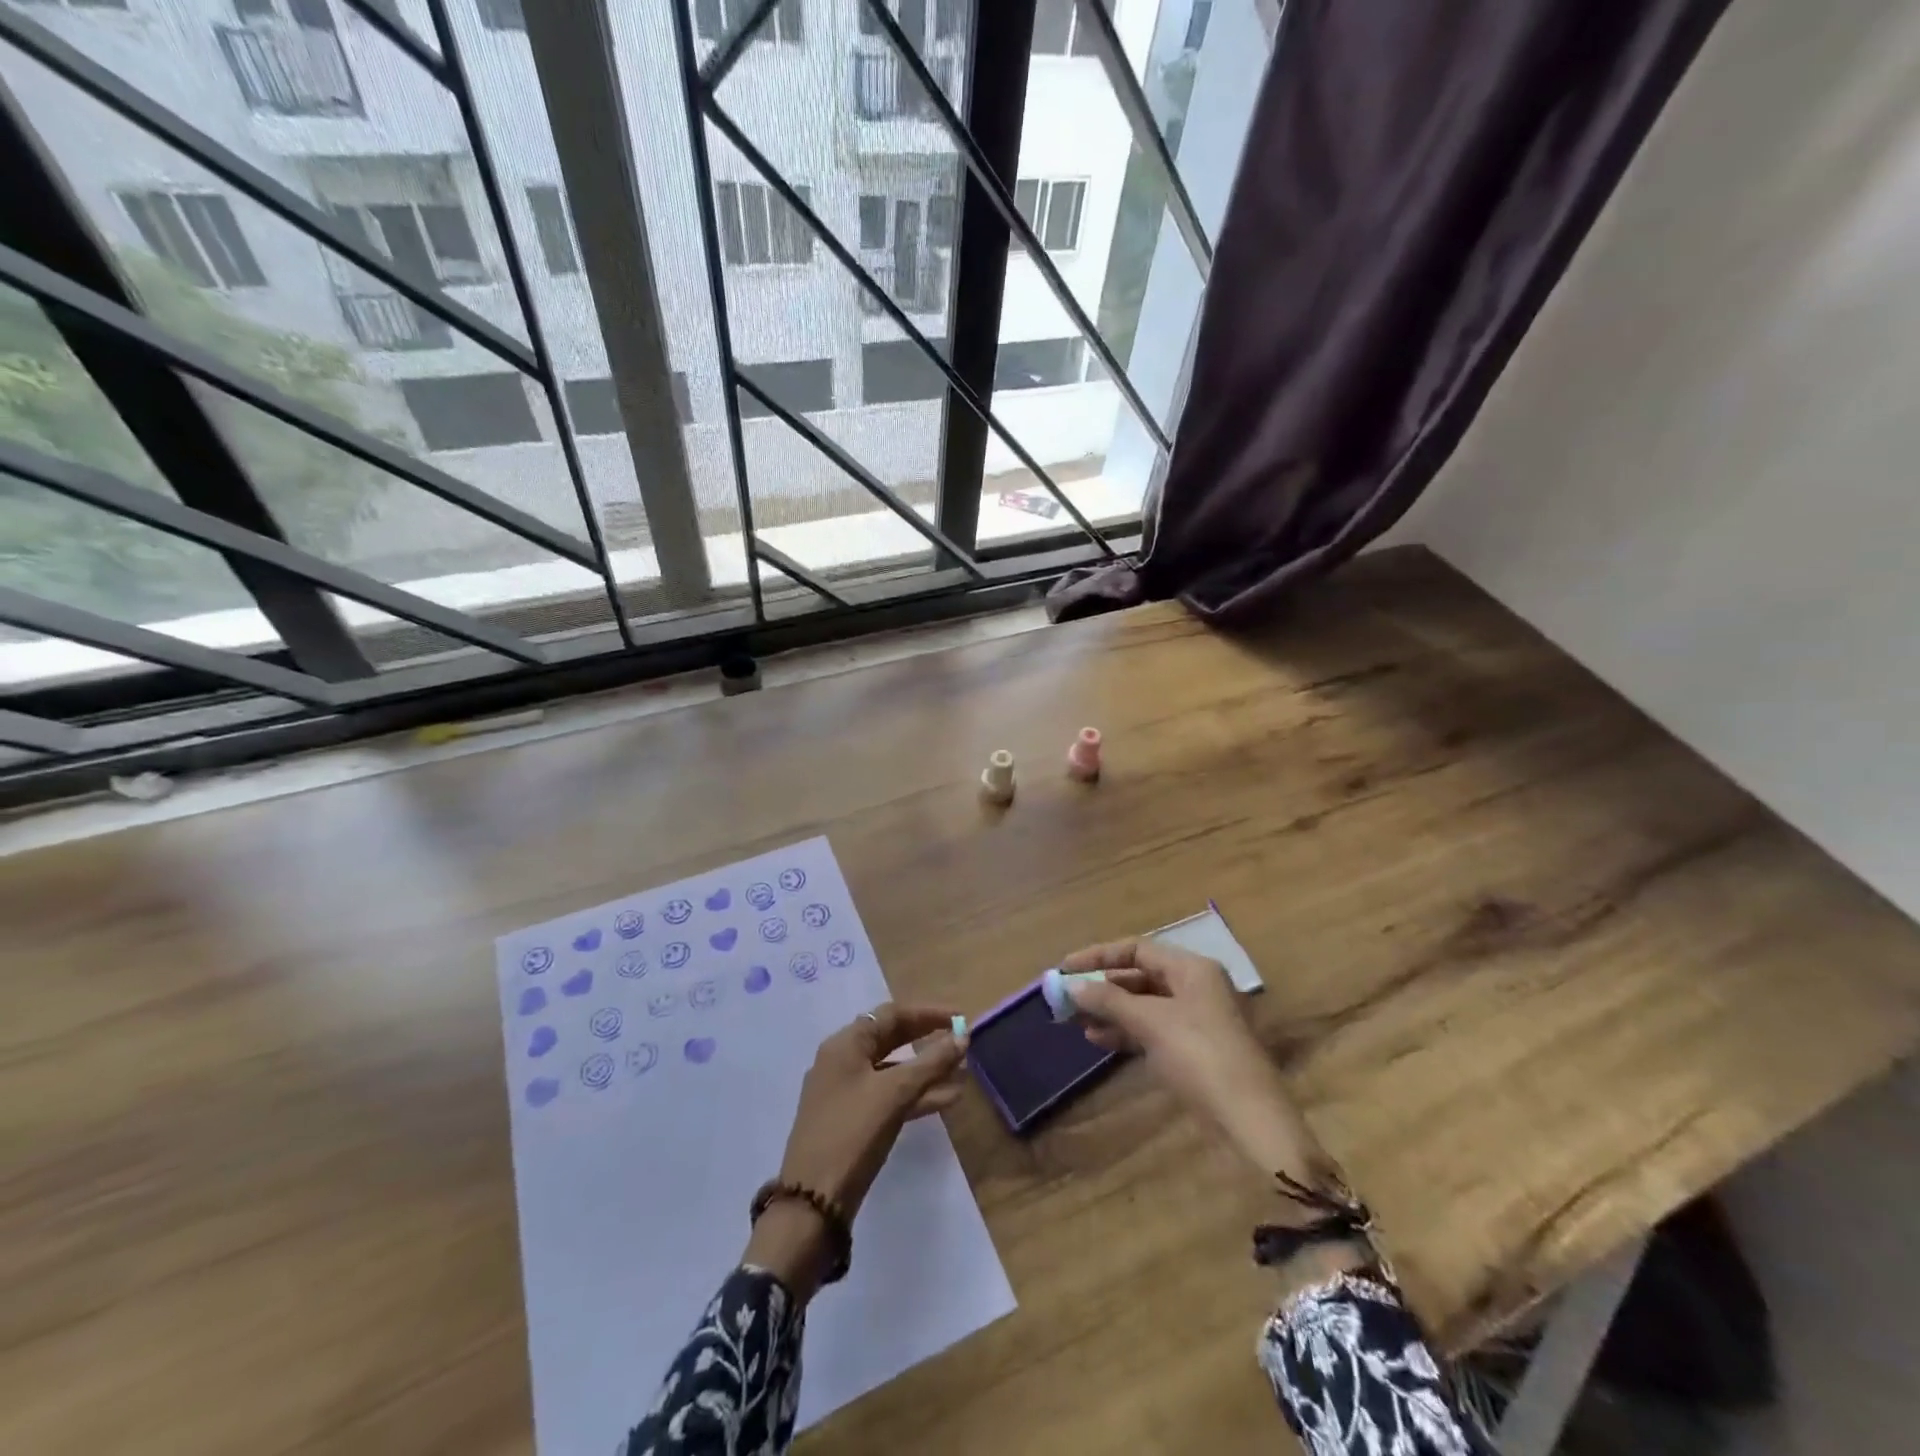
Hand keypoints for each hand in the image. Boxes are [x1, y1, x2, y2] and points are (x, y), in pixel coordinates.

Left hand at [744, 1003, 968, 1299]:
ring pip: (893, 1070)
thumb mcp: (895, 1093)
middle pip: (892, 1039)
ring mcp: (845, 1092)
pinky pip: (889, 1095)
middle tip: (962, 1044)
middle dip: (928, 1041)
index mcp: (845, 1044)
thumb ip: (930, 1063)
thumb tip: (962, 1037)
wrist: (812, 1203)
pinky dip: (916, 1095)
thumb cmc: (852, 1133)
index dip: (928, 1013)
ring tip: (963, 1075)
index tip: (960, 1018)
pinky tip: (946, 1100)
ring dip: (927, 1071)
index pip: (891, 1014)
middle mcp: (842, 1060)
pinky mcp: (852, 1120)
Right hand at [1060, 938, 1329, 1183]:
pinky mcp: (1191, 1050)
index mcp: (1192, 968)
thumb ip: (1110, 1000)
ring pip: (1143, 1004)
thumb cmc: (1200, 1056)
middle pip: (1139, 975)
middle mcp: (1194, 986)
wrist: (1249, 1121)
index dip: (1099, 956)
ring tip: (1077, 1021)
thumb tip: (1073, 987)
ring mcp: (1194, 1019)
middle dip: (1102, 985)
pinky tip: (1097, 1040)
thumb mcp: (1152, 1022)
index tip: (1065, 968)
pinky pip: (1150, 1029)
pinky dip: (1125, 1031)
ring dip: (1110, 1010)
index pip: (1137, 948)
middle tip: (1067, 997)